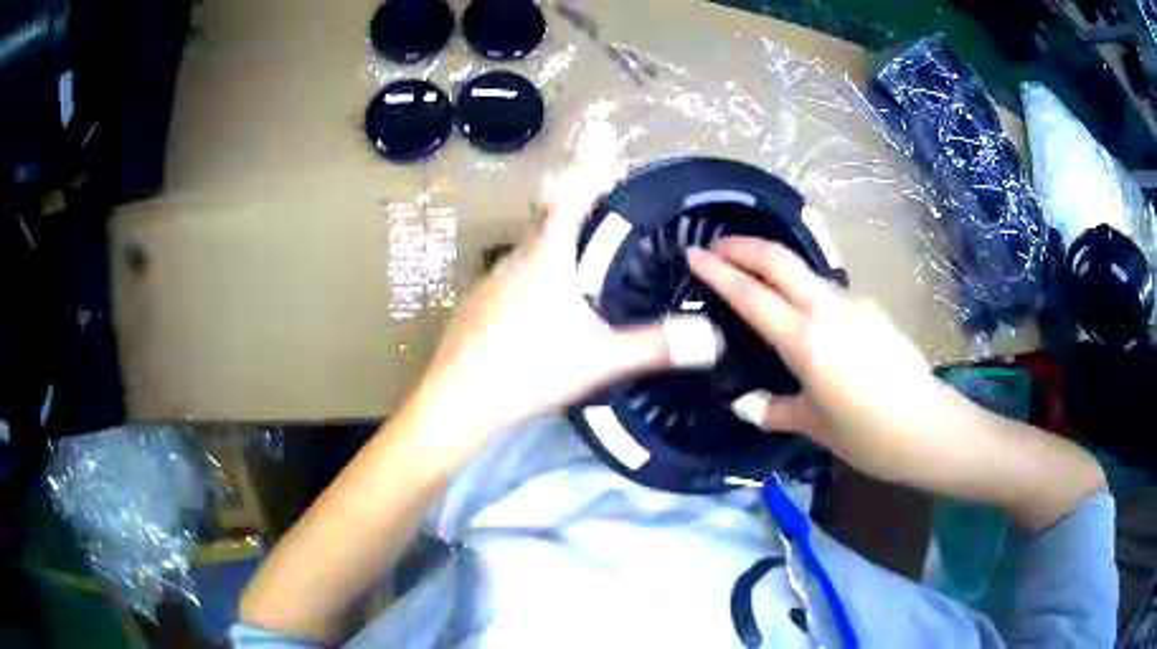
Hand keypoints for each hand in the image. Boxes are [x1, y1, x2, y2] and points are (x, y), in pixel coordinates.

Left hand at [408, 126, 723, 465]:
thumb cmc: (530, 370)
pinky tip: (534, 320)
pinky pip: (506, 285)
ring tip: (576, 282)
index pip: (568, 203)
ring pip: (525, 259)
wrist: (458, 401)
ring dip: (550, 260)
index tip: (610, 178)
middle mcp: (513, 262)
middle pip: (546, 229)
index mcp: (546, 260)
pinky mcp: (471, 309)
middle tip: (607, 244)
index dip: (589, 186)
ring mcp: (486, 285)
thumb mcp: (601, 359)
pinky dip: (526, 288)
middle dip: (574, 228)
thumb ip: (657, 346)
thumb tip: (714, 339)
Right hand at [687, 237, 954, 483]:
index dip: (718, 271)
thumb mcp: (813, 425)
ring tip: (754, 278)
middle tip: (716, 247)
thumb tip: (746, 404)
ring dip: (774, 265)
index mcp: (804, 340)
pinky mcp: (871, 309)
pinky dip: (803, 290)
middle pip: (778, 260)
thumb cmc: (866, 434)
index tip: (693, 254)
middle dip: (743, 246)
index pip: (751, 294)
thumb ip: (774, 410)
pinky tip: (803, 314)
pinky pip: (828, 291)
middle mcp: (827, 309)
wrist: (927, 426)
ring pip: (805, 271)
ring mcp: (853, 303)